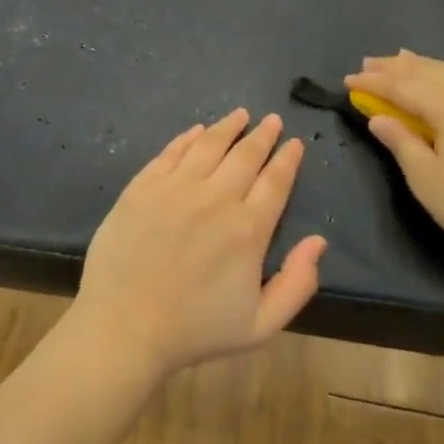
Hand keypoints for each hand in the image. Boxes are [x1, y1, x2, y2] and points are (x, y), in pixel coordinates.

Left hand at [72, 109, 325, 379]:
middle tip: (272, 120)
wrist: (125, 326)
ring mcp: (175, 189)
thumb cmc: (194, 329)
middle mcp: (215, 198)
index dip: (287, 159)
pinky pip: (170, 153)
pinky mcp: (142, 188)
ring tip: (240, 114)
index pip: (275, 182)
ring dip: (228, 127)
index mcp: (248, 229)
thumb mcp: (260, 325)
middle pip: (245, 156)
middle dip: (263, 135)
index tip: (295, 142)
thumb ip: (297, 284)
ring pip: (208, 146)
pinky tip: (196, 131)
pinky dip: (187, 138)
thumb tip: (319, 241)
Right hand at [345, 52, 443, 281]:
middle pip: (430, 73)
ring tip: (402, 59)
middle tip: (368, 63)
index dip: (374, 83)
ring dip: (425, 66)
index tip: (347, 80)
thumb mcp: (426, 179)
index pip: (404, 87)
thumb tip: (378, 118)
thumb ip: (400, 142)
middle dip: (396, 67)